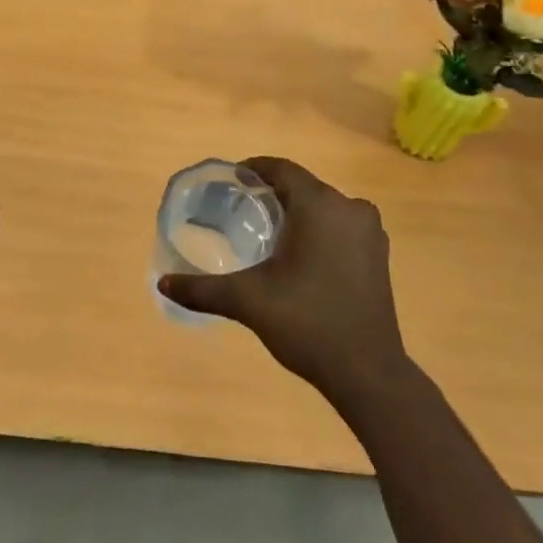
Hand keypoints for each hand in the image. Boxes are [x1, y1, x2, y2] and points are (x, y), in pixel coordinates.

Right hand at [157, 158, 409, 401]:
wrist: (368, 373)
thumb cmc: (307, 323)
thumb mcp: (248, 301)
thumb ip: (203, 289)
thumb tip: (162, 283)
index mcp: (319, 205)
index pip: (282, 170)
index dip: (254, 169)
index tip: (231, 179)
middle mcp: (349, 208)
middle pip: (303, 186)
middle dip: (273, 193)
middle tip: (241, 208)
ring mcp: (370, 232)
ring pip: (324, 206)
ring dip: (298, 211)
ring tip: (267, 230)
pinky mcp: (379, 254)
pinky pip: (341, 225)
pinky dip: (319, 229)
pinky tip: (300, 253)